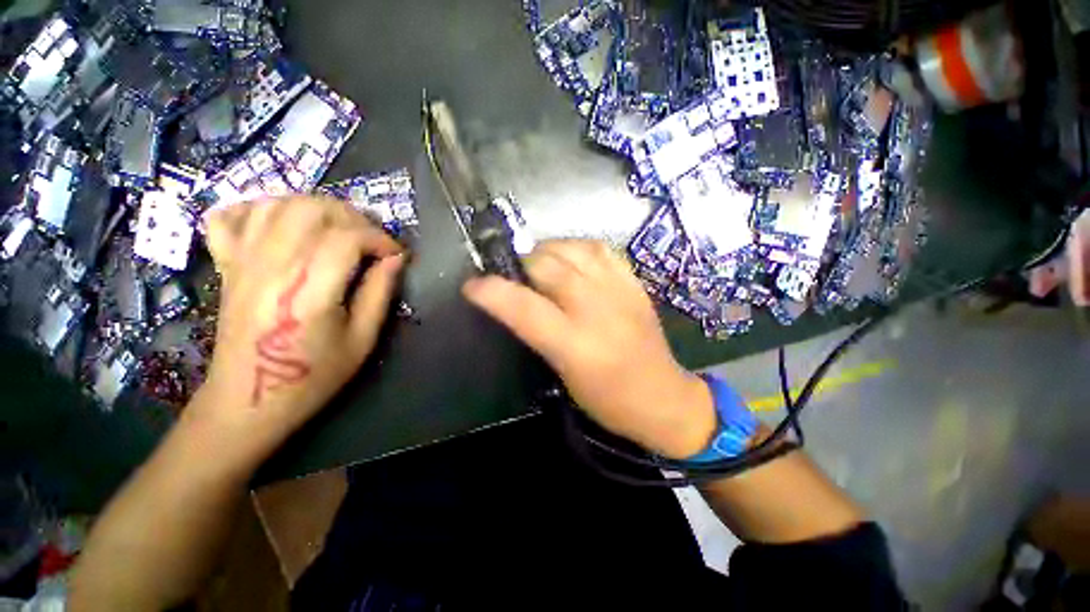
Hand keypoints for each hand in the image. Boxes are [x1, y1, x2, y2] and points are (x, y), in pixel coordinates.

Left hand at [196, 196, 403, 456]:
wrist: (249, 400)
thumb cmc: (313, 376)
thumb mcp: (363, 340)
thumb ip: (379, 293)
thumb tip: (395, 258)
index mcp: (307, 291)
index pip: (347, 238)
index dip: (379, 238)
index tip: (396, 254)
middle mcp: (271, 267)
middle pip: (311, 209)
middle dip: (352, 216)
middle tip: (371, 239)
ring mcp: (241, 262)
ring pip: (276, 204)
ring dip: (315, 207)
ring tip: (337, 227)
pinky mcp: (225, 265)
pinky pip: (230, 216)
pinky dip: (257, 207)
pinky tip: (282, 221)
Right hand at [463, 240, 715, 458]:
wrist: (663, 396)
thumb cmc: (607, 399)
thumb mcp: (564, 374)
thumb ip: (540, 334)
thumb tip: (516, 302)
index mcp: (575, 344)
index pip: (525, 308)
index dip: (493, 292)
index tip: (472, 285)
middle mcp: (596, 310)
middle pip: (548, 267)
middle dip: (521, 262)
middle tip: (512, 271)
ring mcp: (618, 292)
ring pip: (573, 250)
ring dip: (547, 250)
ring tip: (539, 260)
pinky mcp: (634, 283)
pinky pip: (601, 249)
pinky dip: (578, 247)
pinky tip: (571, 257)